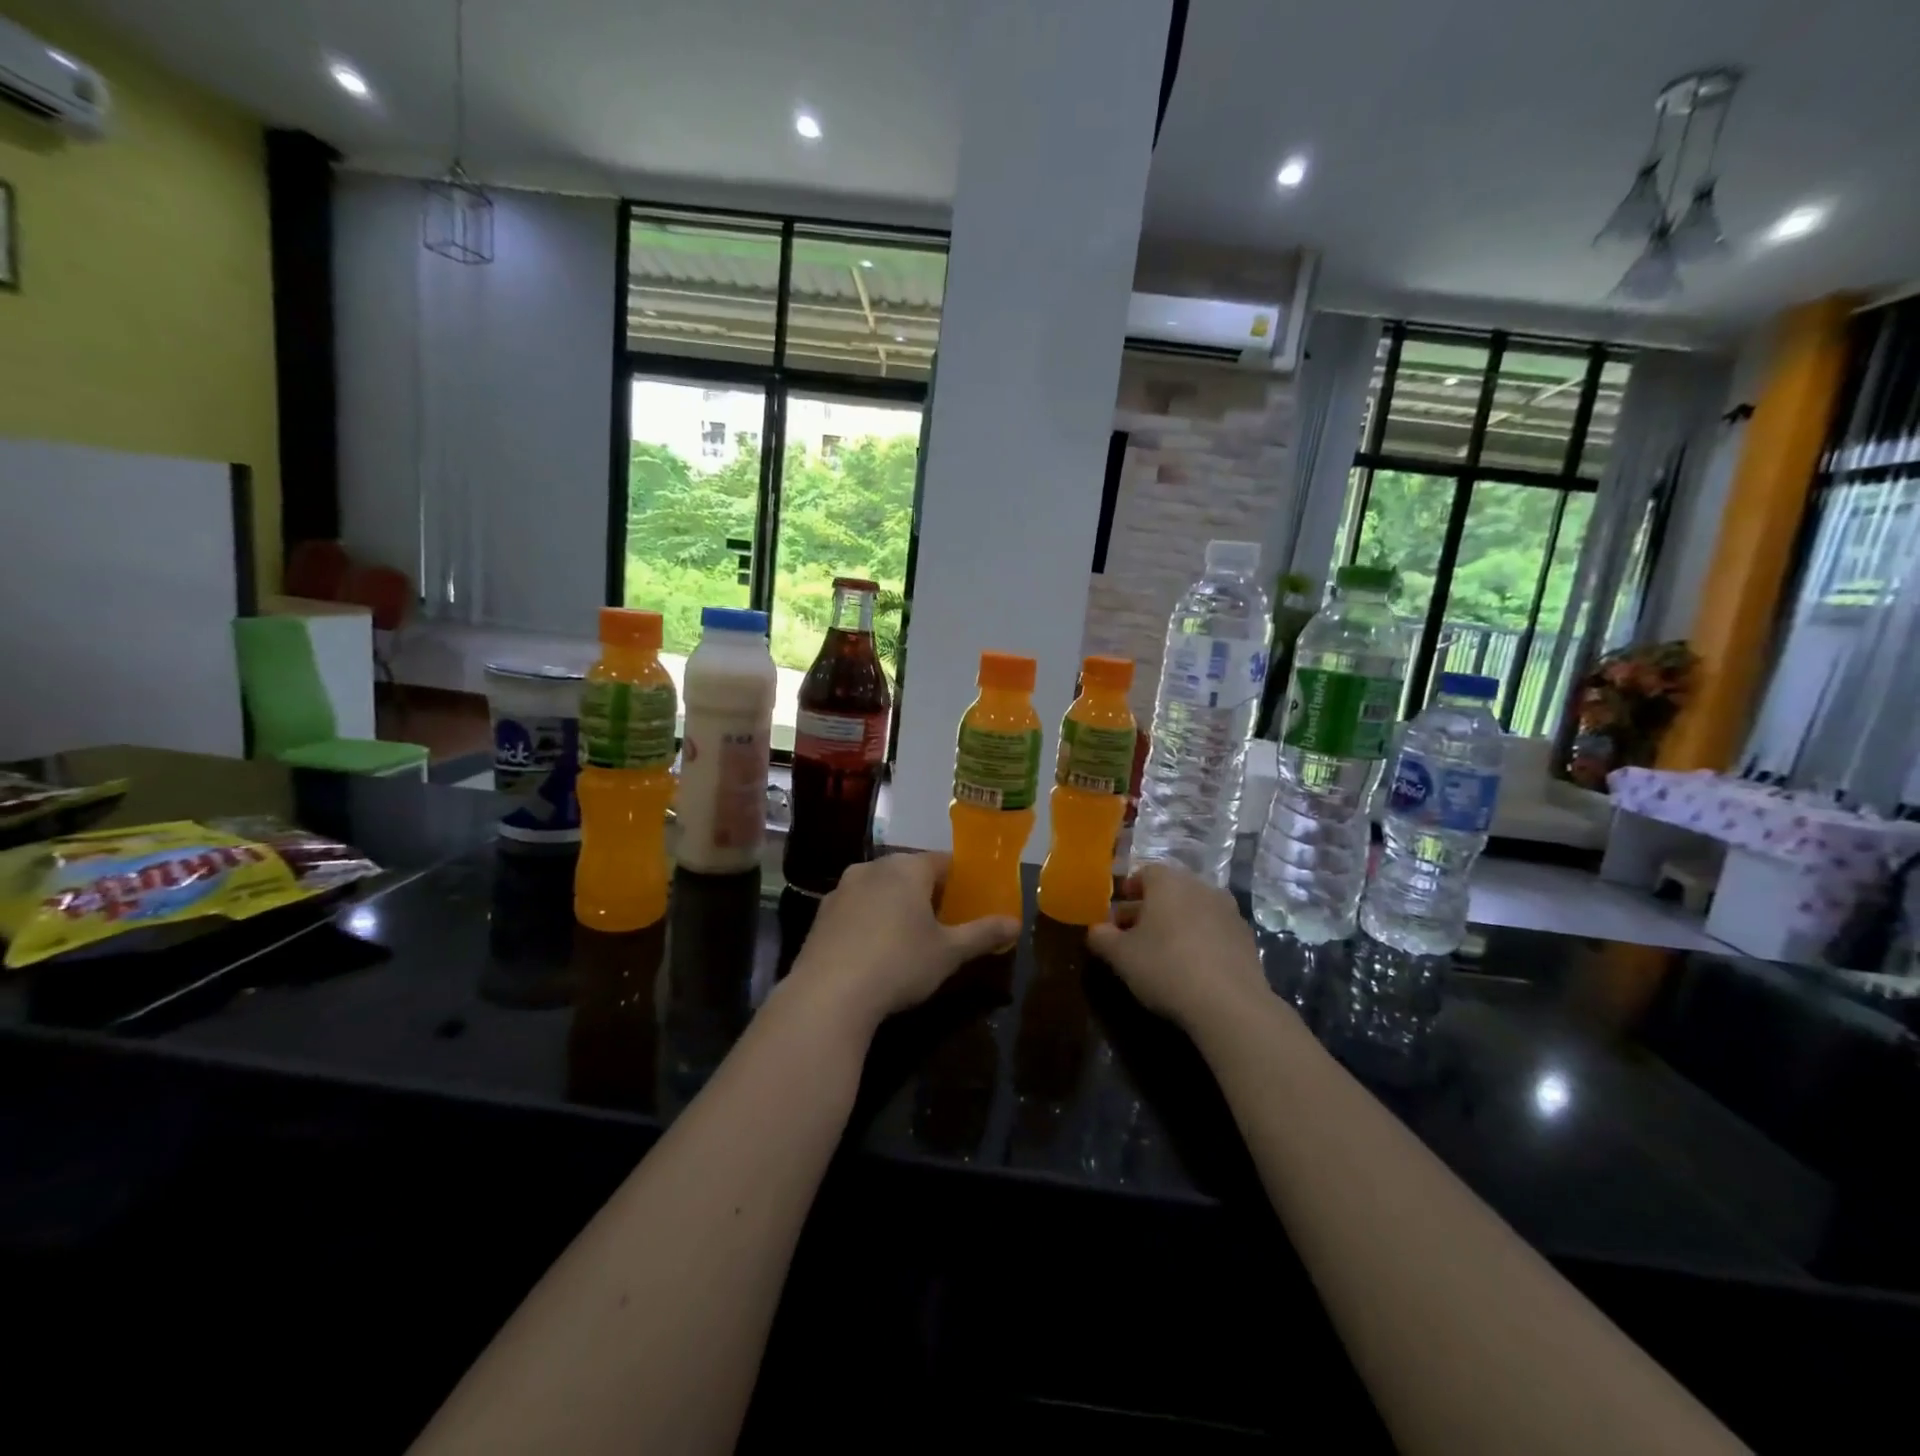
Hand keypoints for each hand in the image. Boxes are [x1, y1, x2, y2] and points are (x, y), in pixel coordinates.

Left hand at [784, 853, 1019, 1035]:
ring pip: (881, 889)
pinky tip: (876, 951)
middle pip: (910, 873)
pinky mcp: (822, 914)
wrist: (829, 994)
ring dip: (897, 906)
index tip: (972, 901)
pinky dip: (871, 921)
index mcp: (907, 868)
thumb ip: (983, 934)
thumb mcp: (949, 952)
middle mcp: (873, 867)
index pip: (943, 861)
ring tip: (911, 939)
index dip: (961, 880)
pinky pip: (857, 908)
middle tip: (946, 923)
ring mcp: (842, 889)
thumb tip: (1016, 923)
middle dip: (929, 894)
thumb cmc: (899, 963)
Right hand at [1087, 863, 1267, 1032]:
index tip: (1116, 916)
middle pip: (1169, 891)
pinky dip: (1200, 940)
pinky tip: (1192, 967)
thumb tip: (1095, 929)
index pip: (1143, 873)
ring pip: (1193, 909)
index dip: (1127, 892)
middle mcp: (1200, 886)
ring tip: (1162, 953)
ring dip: (1176, 924)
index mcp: (1168, 882)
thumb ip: (1102, 937)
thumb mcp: (1121, 956)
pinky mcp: (1246, 937)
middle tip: (1133, 937)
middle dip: (1149, 909)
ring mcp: (1228, 910)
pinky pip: (1213, 930)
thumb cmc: (1166, 968)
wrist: (1230, 1004)